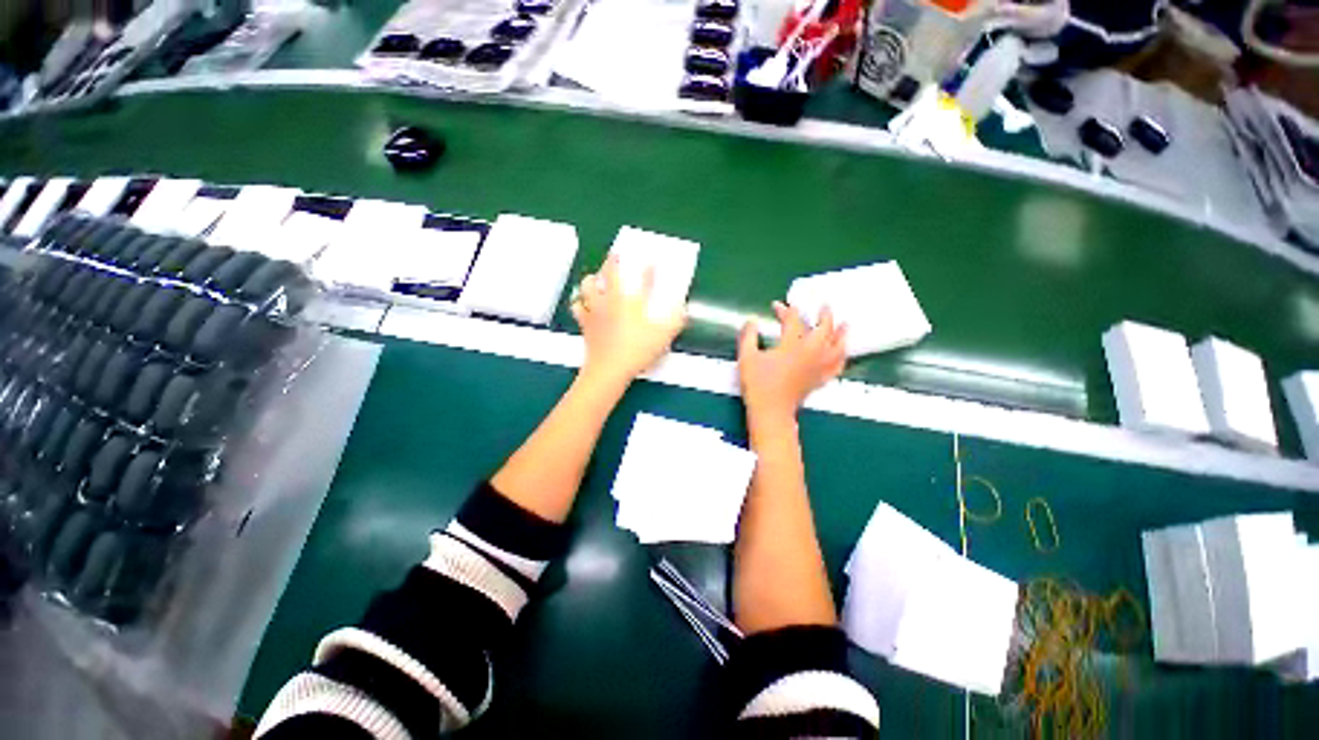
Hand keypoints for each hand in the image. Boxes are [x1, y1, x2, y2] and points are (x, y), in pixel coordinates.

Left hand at [571, 255, 686, 386]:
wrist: (609, 369)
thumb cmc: (637, 350)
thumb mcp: (663, 336)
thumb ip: (675, 321)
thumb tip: (683, 310)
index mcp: (631, 300)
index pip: (642, 277)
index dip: (649, 267)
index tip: (652, 260)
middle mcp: (611, 300)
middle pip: (608, 272)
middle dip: (613, 262)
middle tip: (617, 258)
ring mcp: (595, 310)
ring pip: (587, 285)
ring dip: (593, 279)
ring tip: (597, 279)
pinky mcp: (585, 323)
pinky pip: (577, 307)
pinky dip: (580, 302)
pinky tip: (583, 304)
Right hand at [738, 302, 845, 419]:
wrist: (770, 411)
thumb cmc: (757, 384)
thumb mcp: (746, 357)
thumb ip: (748, 336)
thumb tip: (752, 321)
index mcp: (792, 346)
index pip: (793, 321)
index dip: (786, 310)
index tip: (776, 305)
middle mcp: (811, 353)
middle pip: (824, 329)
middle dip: (824, 315)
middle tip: (823, 306)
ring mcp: (818, 367)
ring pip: (837, 346)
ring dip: (841, 334)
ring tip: (845, 325)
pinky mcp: (820, 379)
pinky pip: (837, 366)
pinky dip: (841, 357)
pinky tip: (841, 353)